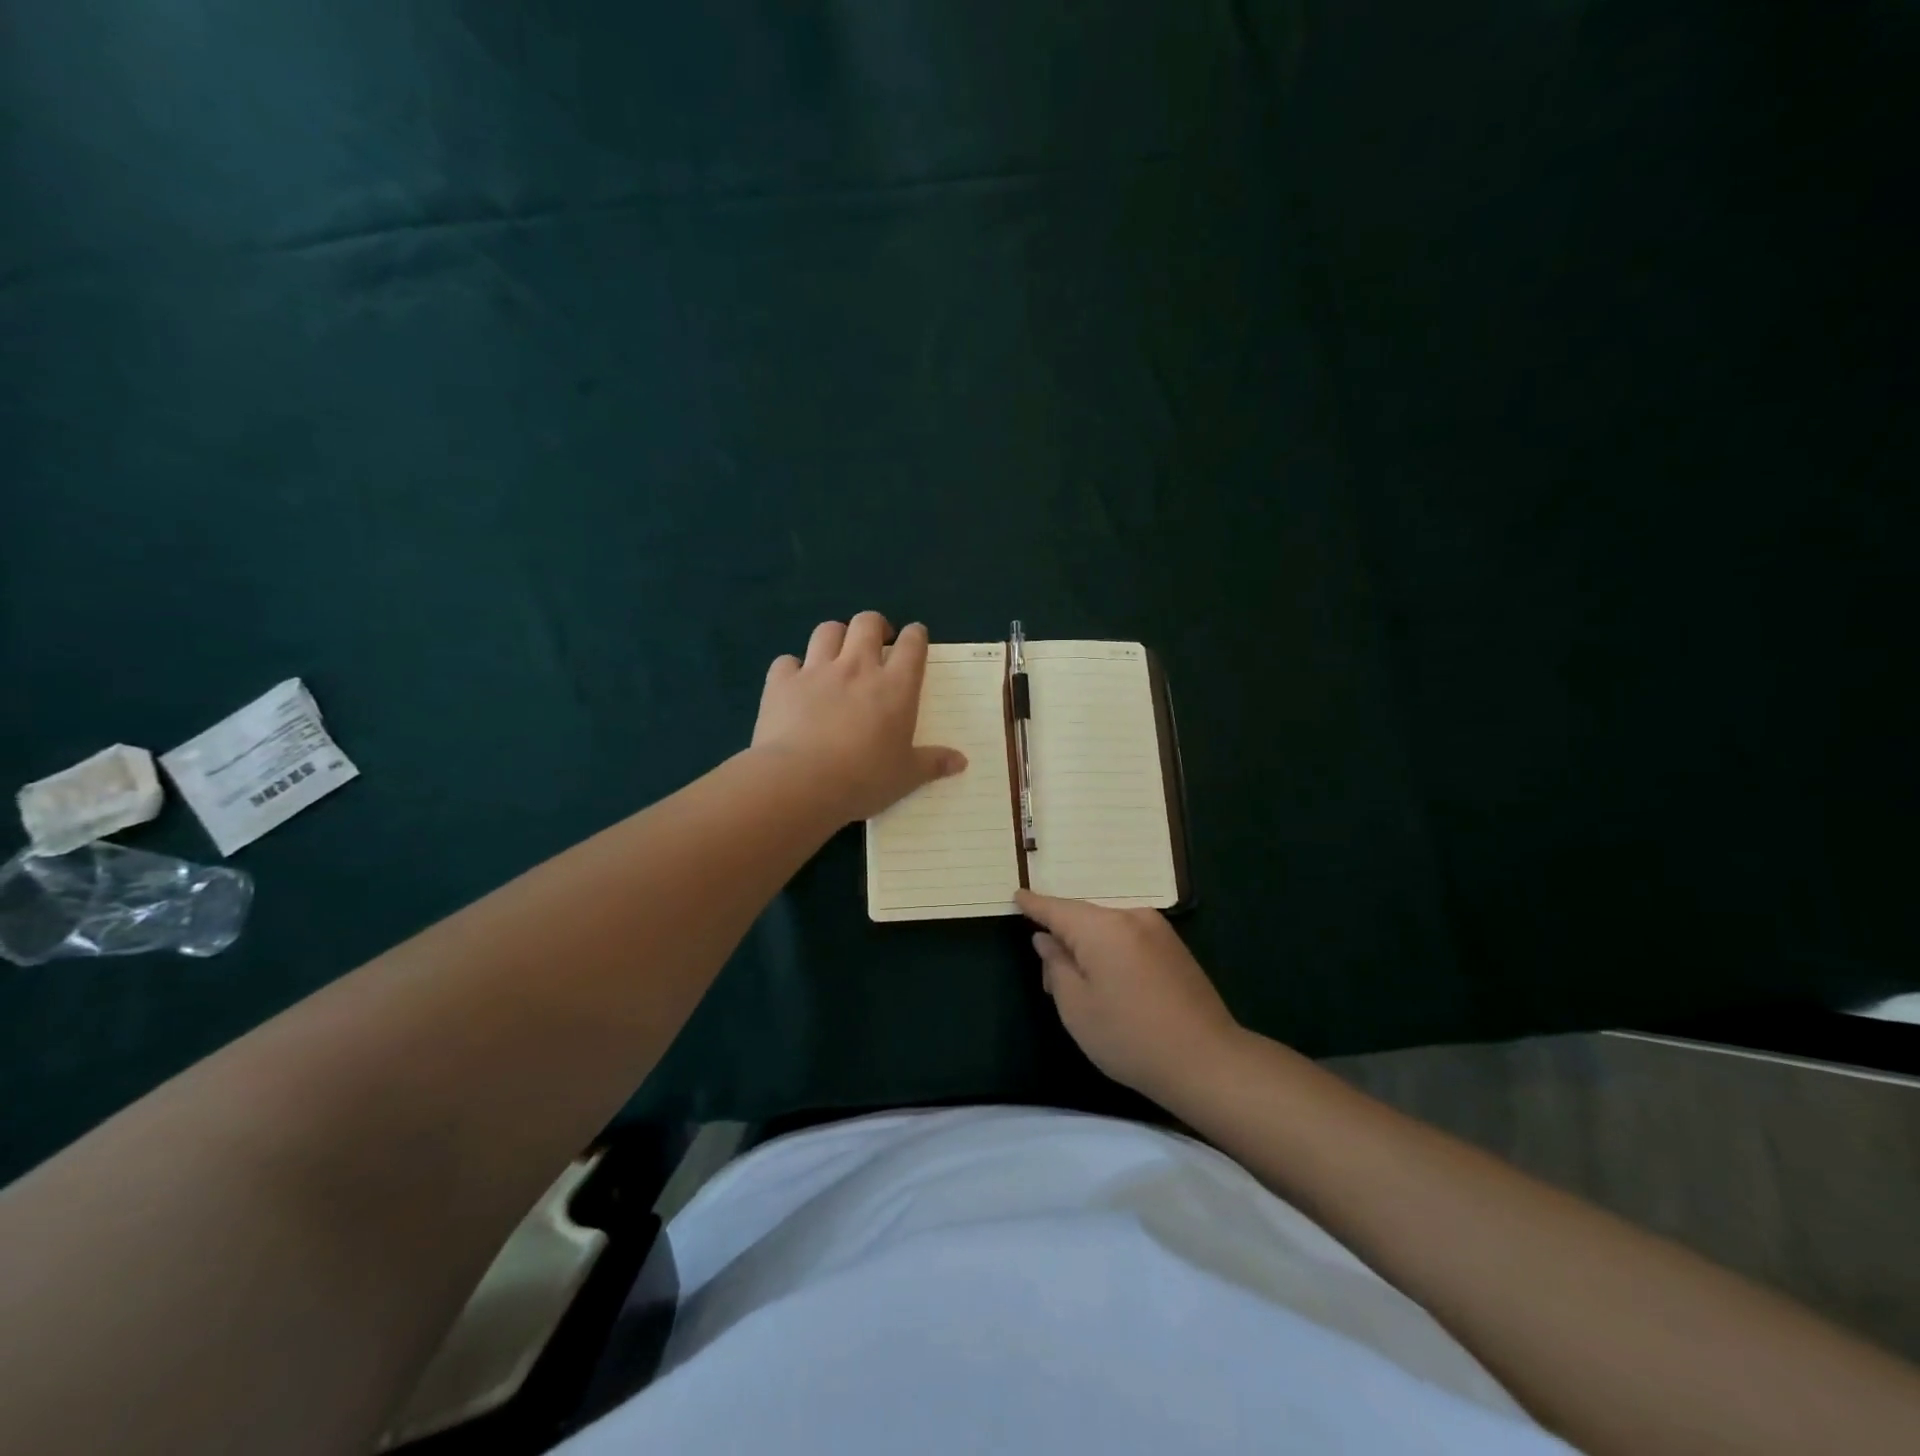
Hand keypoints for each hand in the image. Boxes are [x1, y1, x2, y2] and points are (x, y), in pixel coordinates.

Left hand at [751, 612, 967, 822]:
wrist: (800, 782)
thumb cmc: (864, 779)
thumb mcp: (906, 776)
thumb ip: (933, 763)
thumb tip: (961, 761)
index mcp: (895, 687)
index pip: (912, 644)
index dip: (915, 635)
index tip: (915, 638)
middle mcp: (857, 667)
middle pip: (867, 623)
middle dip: (875, 625)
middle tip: (877, 642)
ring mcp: (816, 671)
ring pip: (827, 631)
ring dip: (835, 636)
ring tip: (837, 652)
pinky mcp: (781, 683)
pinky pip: (786, 661)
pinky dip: (792, 668)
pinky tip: (794, 683)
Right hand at [1016, 890, 1241, 1103]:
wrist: (1207, 1061)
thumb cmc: (1130, 1036)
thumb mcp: (1076, 1007)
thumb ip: (1056, 965)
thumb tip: (1047, 940)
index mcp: (1103, 927)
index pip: (1058, 908)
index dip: (1035, 905)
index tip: (1017, 895)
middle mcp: (1131, 917)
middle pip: (1084, 919)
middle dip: (1063, 939)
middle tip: (1050, 981)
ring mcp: (1157, 930)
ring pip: (1107, 929)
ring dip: (1088, 949)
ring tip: (1080, 988)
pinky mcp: (1174, 948)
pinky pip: (1129, 938)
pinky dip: (1111, 952)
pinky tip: (1110, 984)